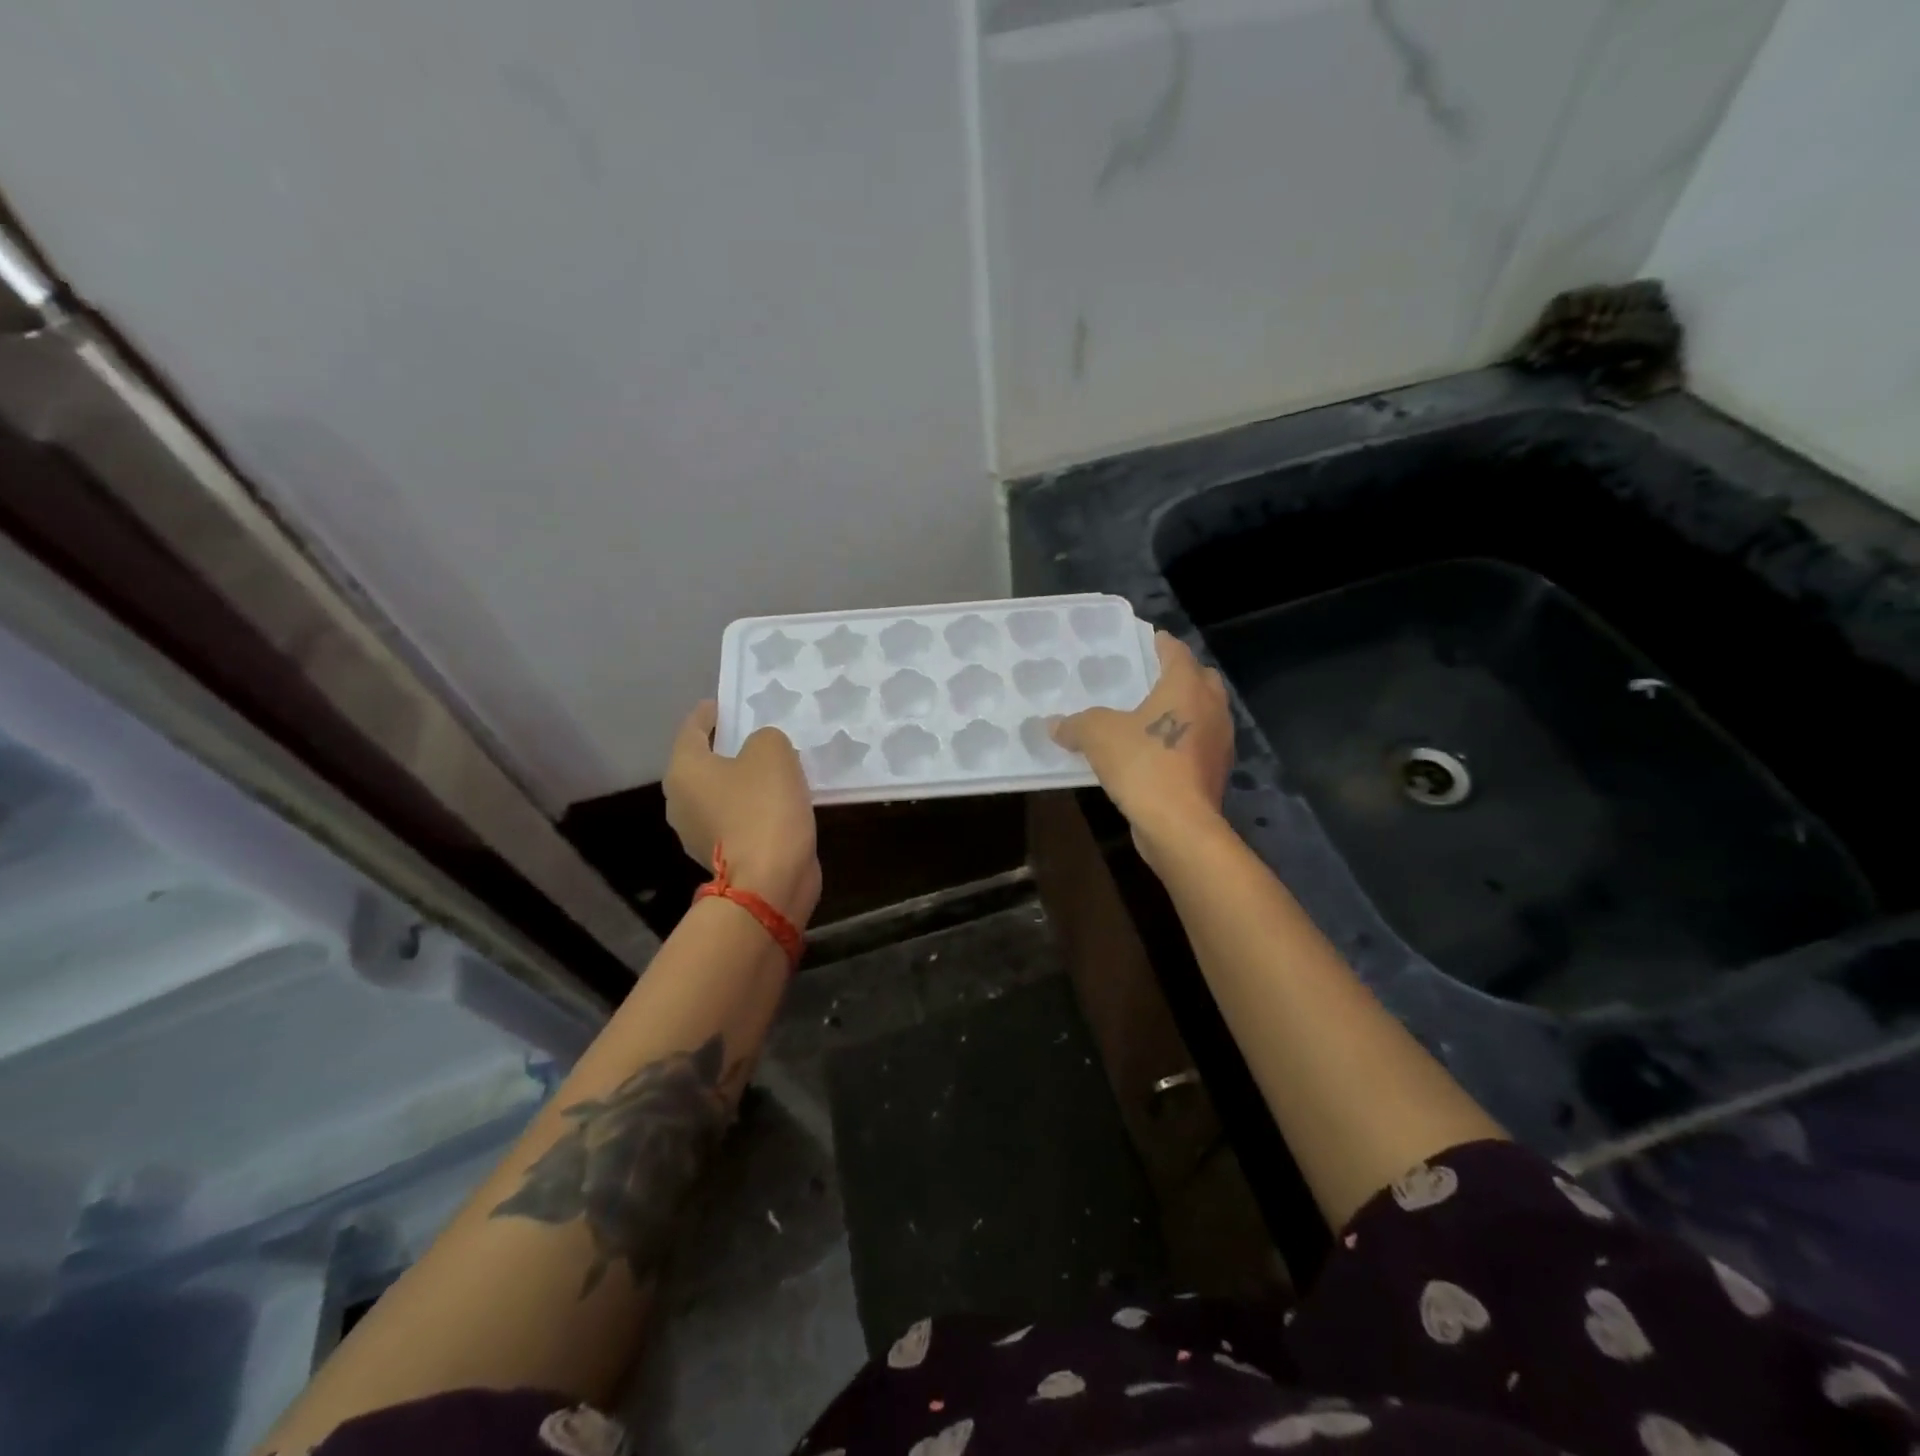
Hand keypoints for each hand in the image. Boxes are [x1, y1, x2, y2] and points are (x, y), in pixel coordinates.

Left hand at [664, 703, 821, 924]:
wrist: (769, 880)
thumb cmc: (764, 806)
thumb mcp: (773, 752)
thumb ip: (764, 738)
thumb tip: (759, 751)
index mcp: (684, 769)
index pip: (692, 728)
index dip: (710, 713)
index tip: (726, 703)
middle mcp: (681, 800)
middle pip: (703, 763)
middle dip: (728, 748)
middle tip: (757, 735)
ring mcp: (697, 833)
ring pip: (721, 793)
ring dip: (743, 781)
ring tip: (775, 769)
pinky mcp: (721, 856)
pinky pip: (736, 819)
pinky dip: (752, 809)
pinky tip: (779, 803)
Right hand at [1051, 632, 1233, 867]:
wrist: (1179, 825)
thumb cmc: (1143, 764)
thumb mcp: (1097, 736)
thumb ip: (1076, 725)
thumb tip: (1054, 724)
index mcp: (1186, 686)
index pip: (1176, 652)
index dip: (1161, 643)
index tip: (1149, 638)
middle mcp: (1211, 708)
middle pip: (1202, 679)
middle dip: (1181, 675)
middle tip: (1151, 678)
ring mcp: (1219, 742)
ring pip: (1205, 714)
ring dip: (1185, 710)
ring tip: (1152, 717)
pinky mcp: (1216, 773)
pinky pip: (1199, 745)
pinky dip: (1183, 742)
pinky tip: (1157, 753)